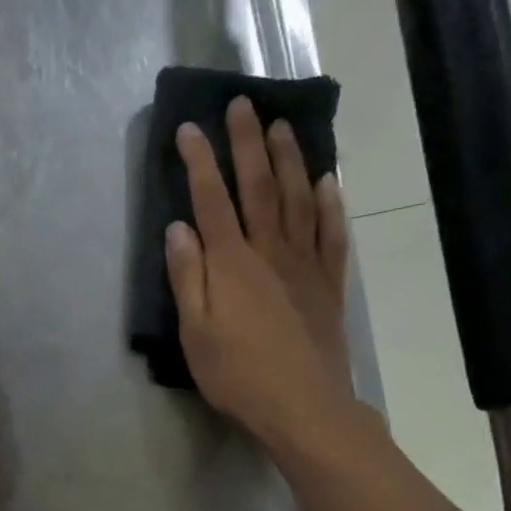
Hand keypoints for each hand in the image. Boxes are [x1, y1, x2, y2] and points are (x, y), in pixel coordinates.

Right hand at [166, 97, 374, 455]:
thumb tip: (178, 228)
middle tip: (244, 103)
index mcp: (231, 263)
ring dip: (290, 160)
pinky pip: (332, 234)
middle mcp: (270, 251)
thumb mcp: (196, 333)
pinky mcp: (328, 284)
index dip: (200, 162)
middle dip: (248, 143)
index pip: (212, 200)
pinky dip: (331, 204)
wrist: (304, 406)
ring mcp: (305, 265)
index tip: (189, 128)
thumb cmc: (238, 375)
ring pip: (299, 200)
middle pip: (259, 187)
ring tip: (283, 126)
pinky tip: (329, 181)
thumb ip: (187, 278)